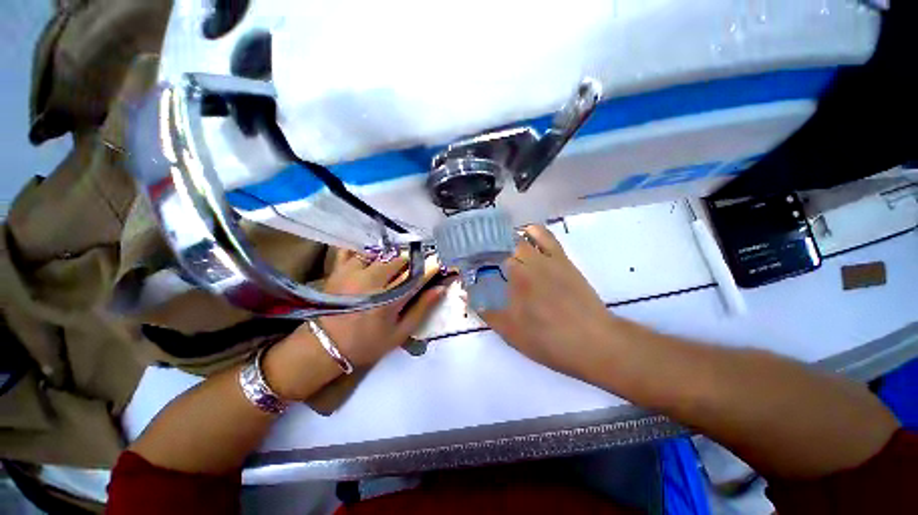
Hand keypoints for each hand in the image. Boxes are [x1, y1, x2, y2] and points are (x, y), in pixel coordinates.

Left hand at [312, 249, 443, 366]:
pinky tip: (370, 259)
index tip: (437, 265)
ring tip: (390, 269)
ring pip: (380, 254)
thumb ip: (421, 309)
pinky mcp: (338, 270)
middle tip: (409, 273)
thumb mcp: (399, 333)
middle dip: (409, 264)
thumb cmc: (366, 343)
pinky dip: (363, 252)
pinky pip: (352, 251)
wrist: (324, 346)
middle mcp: (372, 280)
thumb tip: (440, 288)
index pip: (417, 275)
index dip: (429, 268)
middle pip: (398, 260)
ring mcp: (353, 272)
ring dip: (389, 259)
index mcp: (389, 298)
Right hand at [480, 226, 614, 377]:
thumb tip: (465, 294)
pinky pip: (545, 236)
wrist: (593, 342)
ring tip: (498, 245)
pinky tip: (525, 236)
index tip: (467, 263)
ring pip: (520, 237)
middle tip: (480, 256)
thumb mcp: (510, 332)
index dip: (473, 259)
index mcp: (513, 280)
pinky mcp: (562, 258)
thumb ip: (486, 311)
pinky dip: (532, 231)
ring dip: (505, 238)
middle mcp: (527, 263)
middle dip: (486, 248)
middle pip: (500, 245)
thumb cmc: (548, 341)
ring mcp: (546, 259)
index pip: (485, 261)